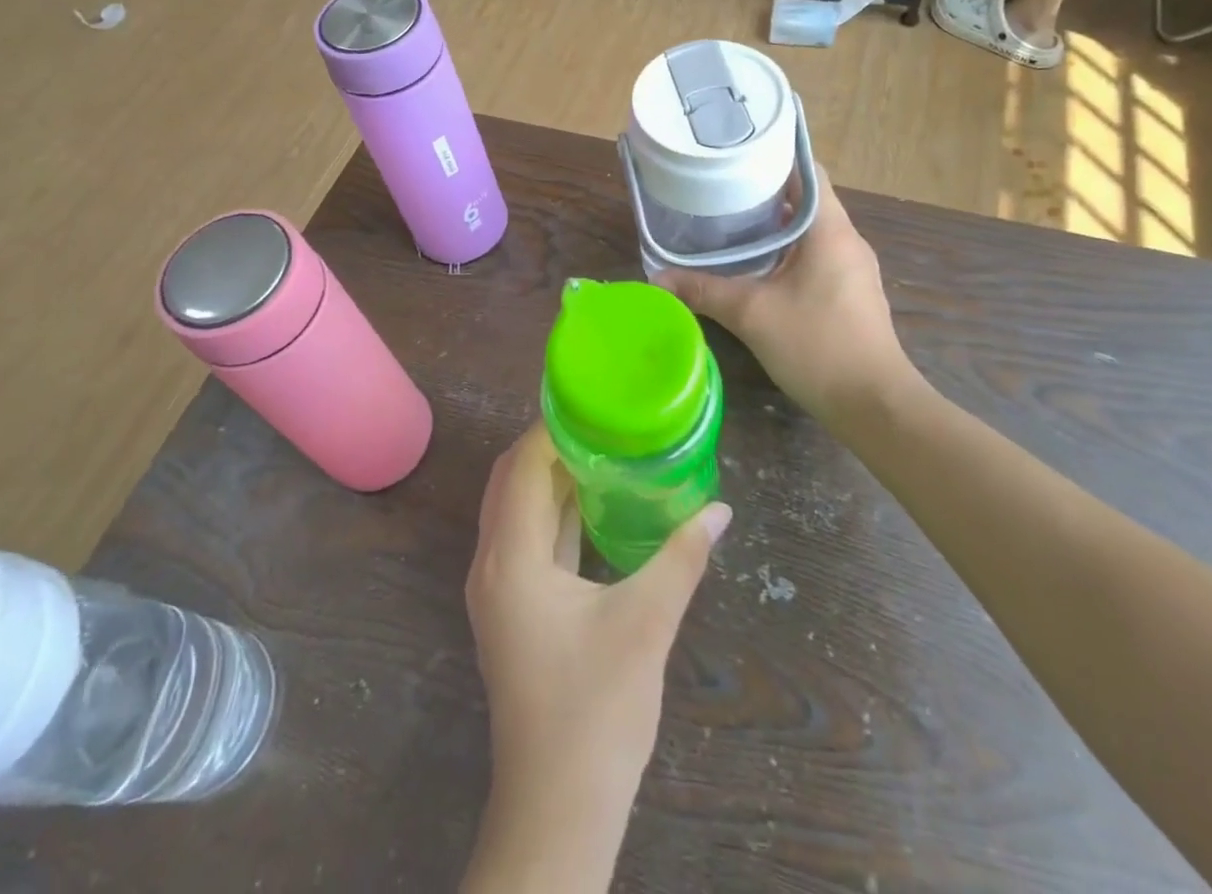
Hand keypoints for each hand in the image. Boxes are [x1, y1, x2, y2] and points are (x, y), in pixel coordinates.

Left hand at [462, 425, 729, 892]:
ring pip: (515, 510)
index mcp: (510, 558)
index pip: (522, 466)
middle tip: (599, 423)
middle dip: (548, 446)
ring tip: (599, 450)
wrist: (559, 808)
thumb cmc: (596, 709)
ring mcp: (497, 591)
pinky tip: (590, 505)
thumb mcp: (647, 623)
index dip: (551, 429)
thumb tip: (721, 509)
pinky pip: (525, 540)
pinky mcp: (511, 611)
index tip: (592, 404)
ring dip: (548, 478)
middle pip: (510, 481)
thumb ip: (682, 558)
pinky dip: (551, 513)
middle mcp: (491, 565)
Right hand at [660, 167, 920, 429]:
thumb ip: (703, 291)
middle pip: (806, 198)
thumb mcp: (752, 314)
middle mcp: (846, 240)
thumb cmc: (817, 346)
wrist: (874, 406)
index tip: (735, 156)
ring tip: (729, 222)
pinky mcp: (849, 293)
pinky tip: (755, 265)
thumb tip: (657, 279)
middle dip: (764, 192)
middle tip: (719, 189)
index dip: (773, 157)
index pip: (808, 170)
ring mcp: (852, 268)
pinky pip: (815, 255)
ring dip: (774, 224)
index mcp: (831, 229)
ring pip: (809, 230)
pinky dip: (785, 250)